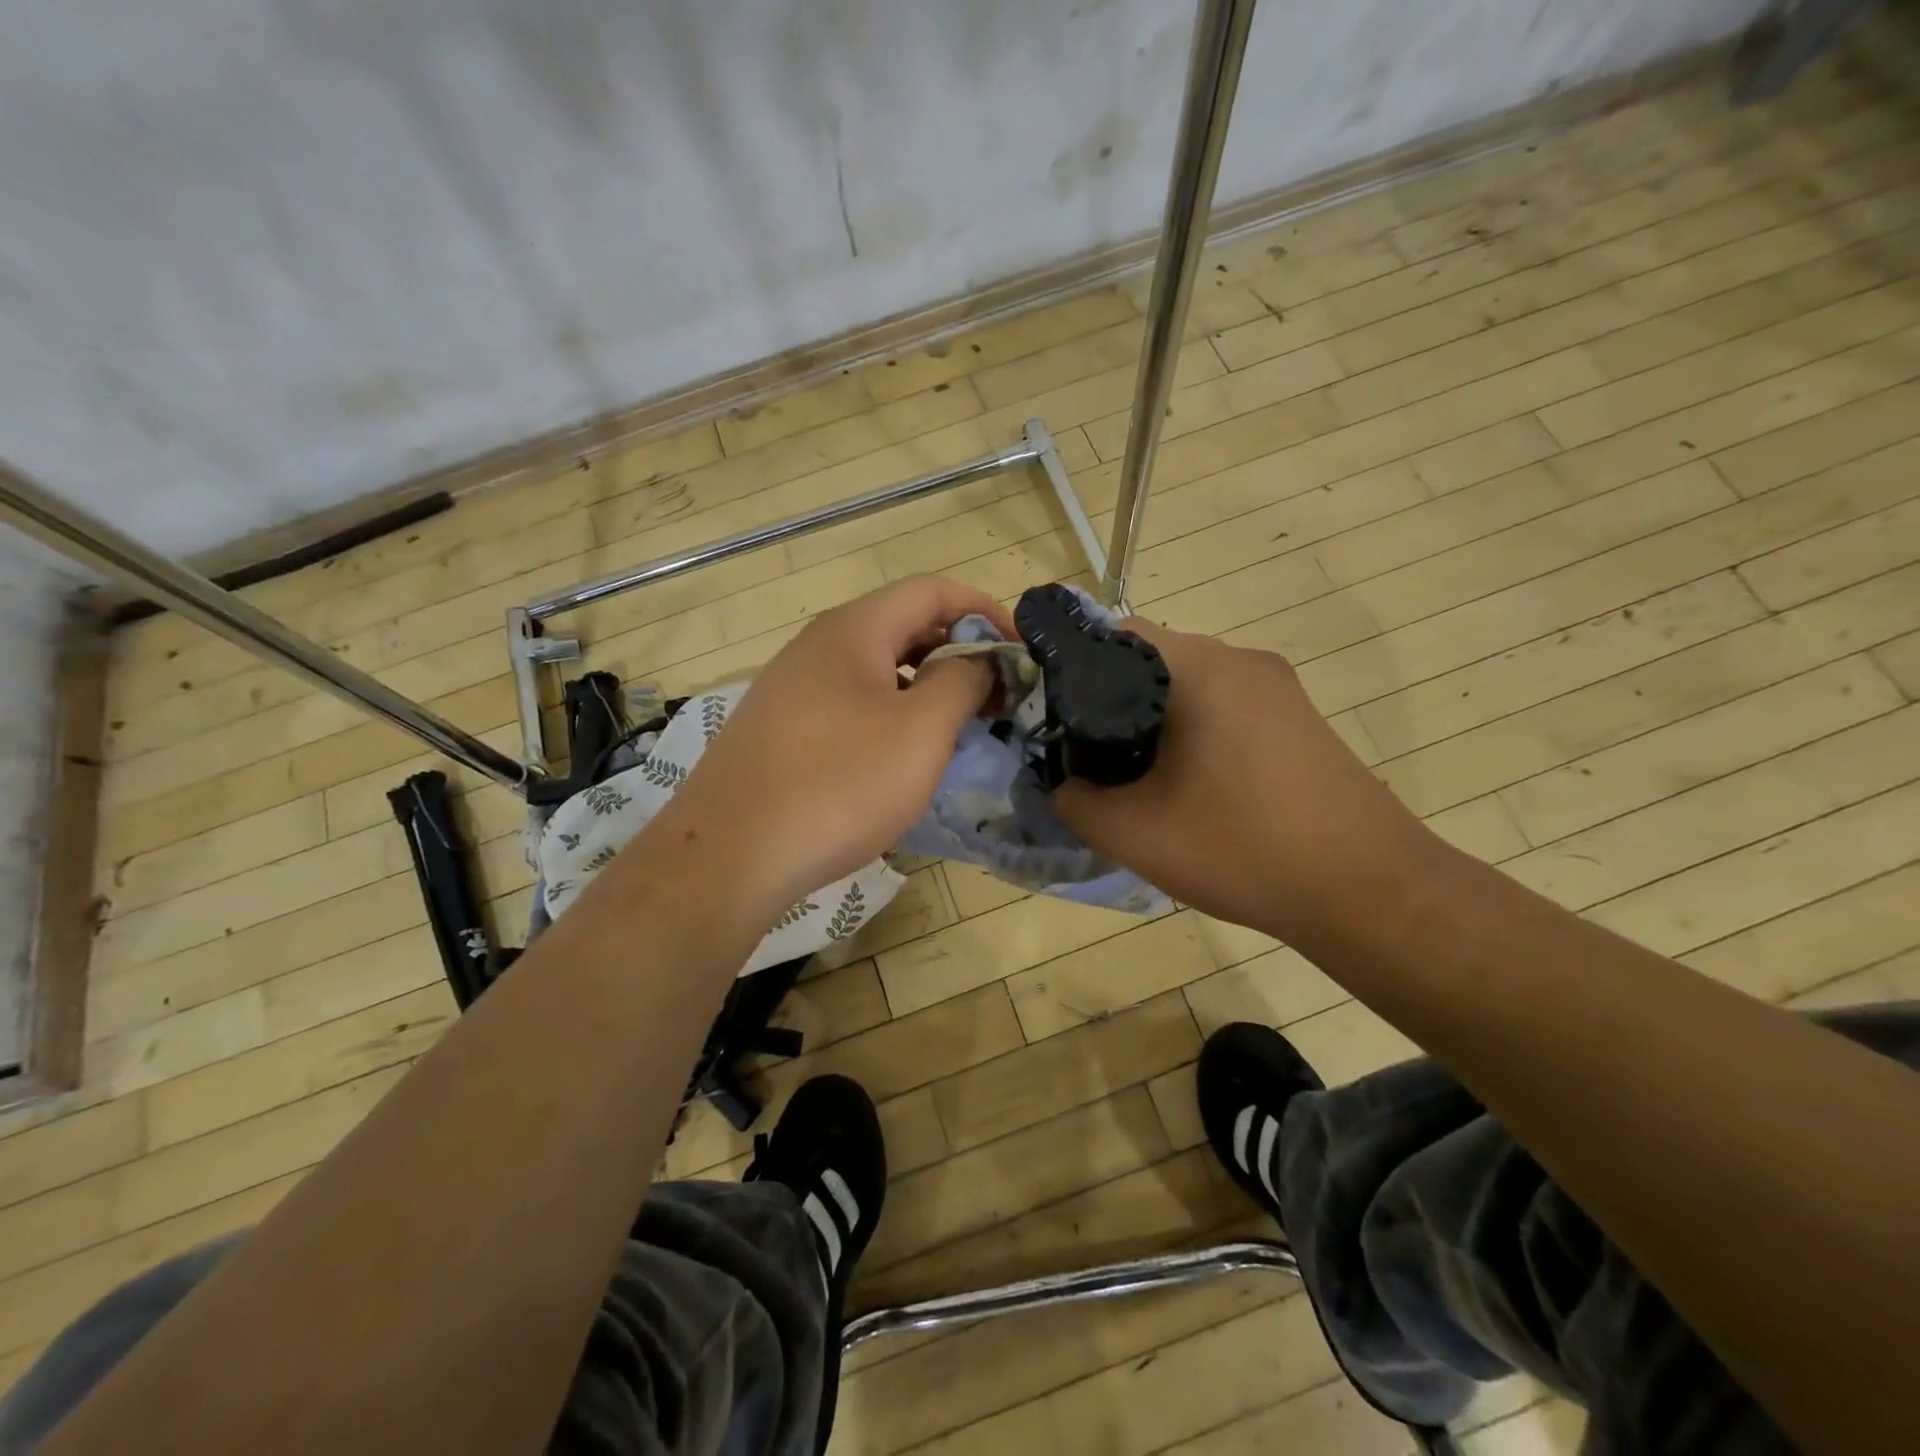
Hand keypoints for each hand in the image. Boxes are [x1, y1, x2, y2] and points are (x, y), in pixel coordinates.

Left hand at [654, 576, 1011, 917]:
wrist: (730, 855)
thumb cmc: (840, 784)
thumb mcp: (921, 731)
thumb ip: (962, 681)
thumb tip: (977, 660)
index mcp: (854, 630)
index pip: (932, 591)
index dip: (985, 611)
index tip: (1021, 653)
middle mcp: (817, 646)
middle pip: (902, 626)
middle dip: (958, 652)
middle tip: (995, 695)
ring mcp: (791, 687)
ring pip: (875, 669)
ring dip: (924, 686)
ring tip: (956, 727)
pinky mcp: (779, 729)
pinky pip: (849, 703)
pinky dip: (889, 714)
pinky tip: (899, 756)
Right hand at [1054, 618, 1434, 944]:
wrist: (1370, 892)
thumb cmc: (1243, 849)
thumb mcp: (1134, 834)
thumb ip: (1075, 802)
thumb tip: (1064, 785)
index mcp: (1200, 668)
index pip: (1113, 634)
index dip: (1071, 669)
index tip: (1053, 718)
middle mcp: (1242, 660)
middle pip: (1151, 659)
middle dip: (1109, 700)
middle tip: (1089, 754)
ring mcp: (1279, 688)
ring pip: (1190, 685)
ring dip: (1153, 719)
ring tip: (1137, 775)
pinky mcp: (1300, 719)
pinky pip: (1227, 707)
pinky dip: (1194, 732)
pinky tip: (1191, 785)